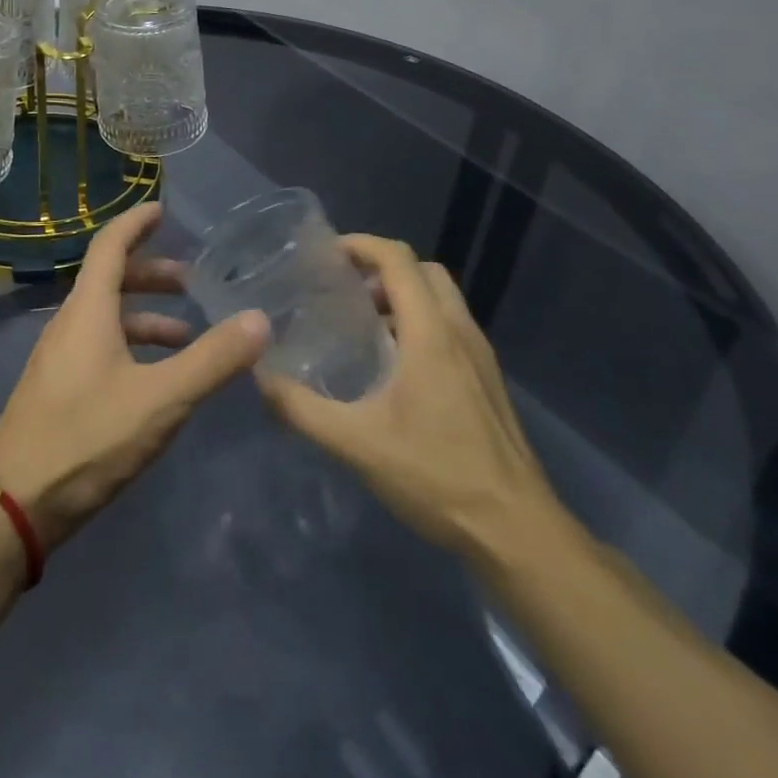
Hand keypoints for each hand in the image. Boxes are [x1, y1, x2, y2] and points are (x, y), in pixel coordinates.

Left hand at [0, 202, 269, 548]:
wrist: (12, 503)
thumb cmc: (86, 438)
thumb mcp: (160, 399)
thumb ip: (212, 360)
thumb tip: (259, 319)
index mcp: (88, 310)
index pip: (110, 246)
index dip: (136, 223)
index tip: (162, 210)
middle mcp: (69, 323)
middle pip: (110, 280)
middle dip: (153, 275)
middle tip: (192, 284)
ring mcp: (59, 357)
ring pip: (106, 318)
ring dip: (146, 317)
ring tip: (188, 337)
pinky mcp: (57, 389)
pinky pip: (99, 346)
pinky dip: (132, 346)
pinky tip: (156, 380)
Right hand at [257, 235, 561, 562]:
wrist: (517, 532)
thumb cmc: (436, 476)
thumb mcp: (356, 443)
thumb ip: (301, 409)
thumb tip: (260, 378)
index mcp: (431, 332)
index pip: (398, 260)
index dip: (362, 245)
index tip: (326, 254)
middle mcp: (460, 331)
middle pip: (424, 270)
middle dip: (383, 268)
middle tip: (344, 289)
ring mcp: (480, 355)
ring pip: (442, 298)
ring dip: (403, 295)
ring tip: (362, 323)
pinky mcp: (487, 379)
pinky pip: (451, 326)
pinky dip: (420, 321)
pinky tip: (394, 364)